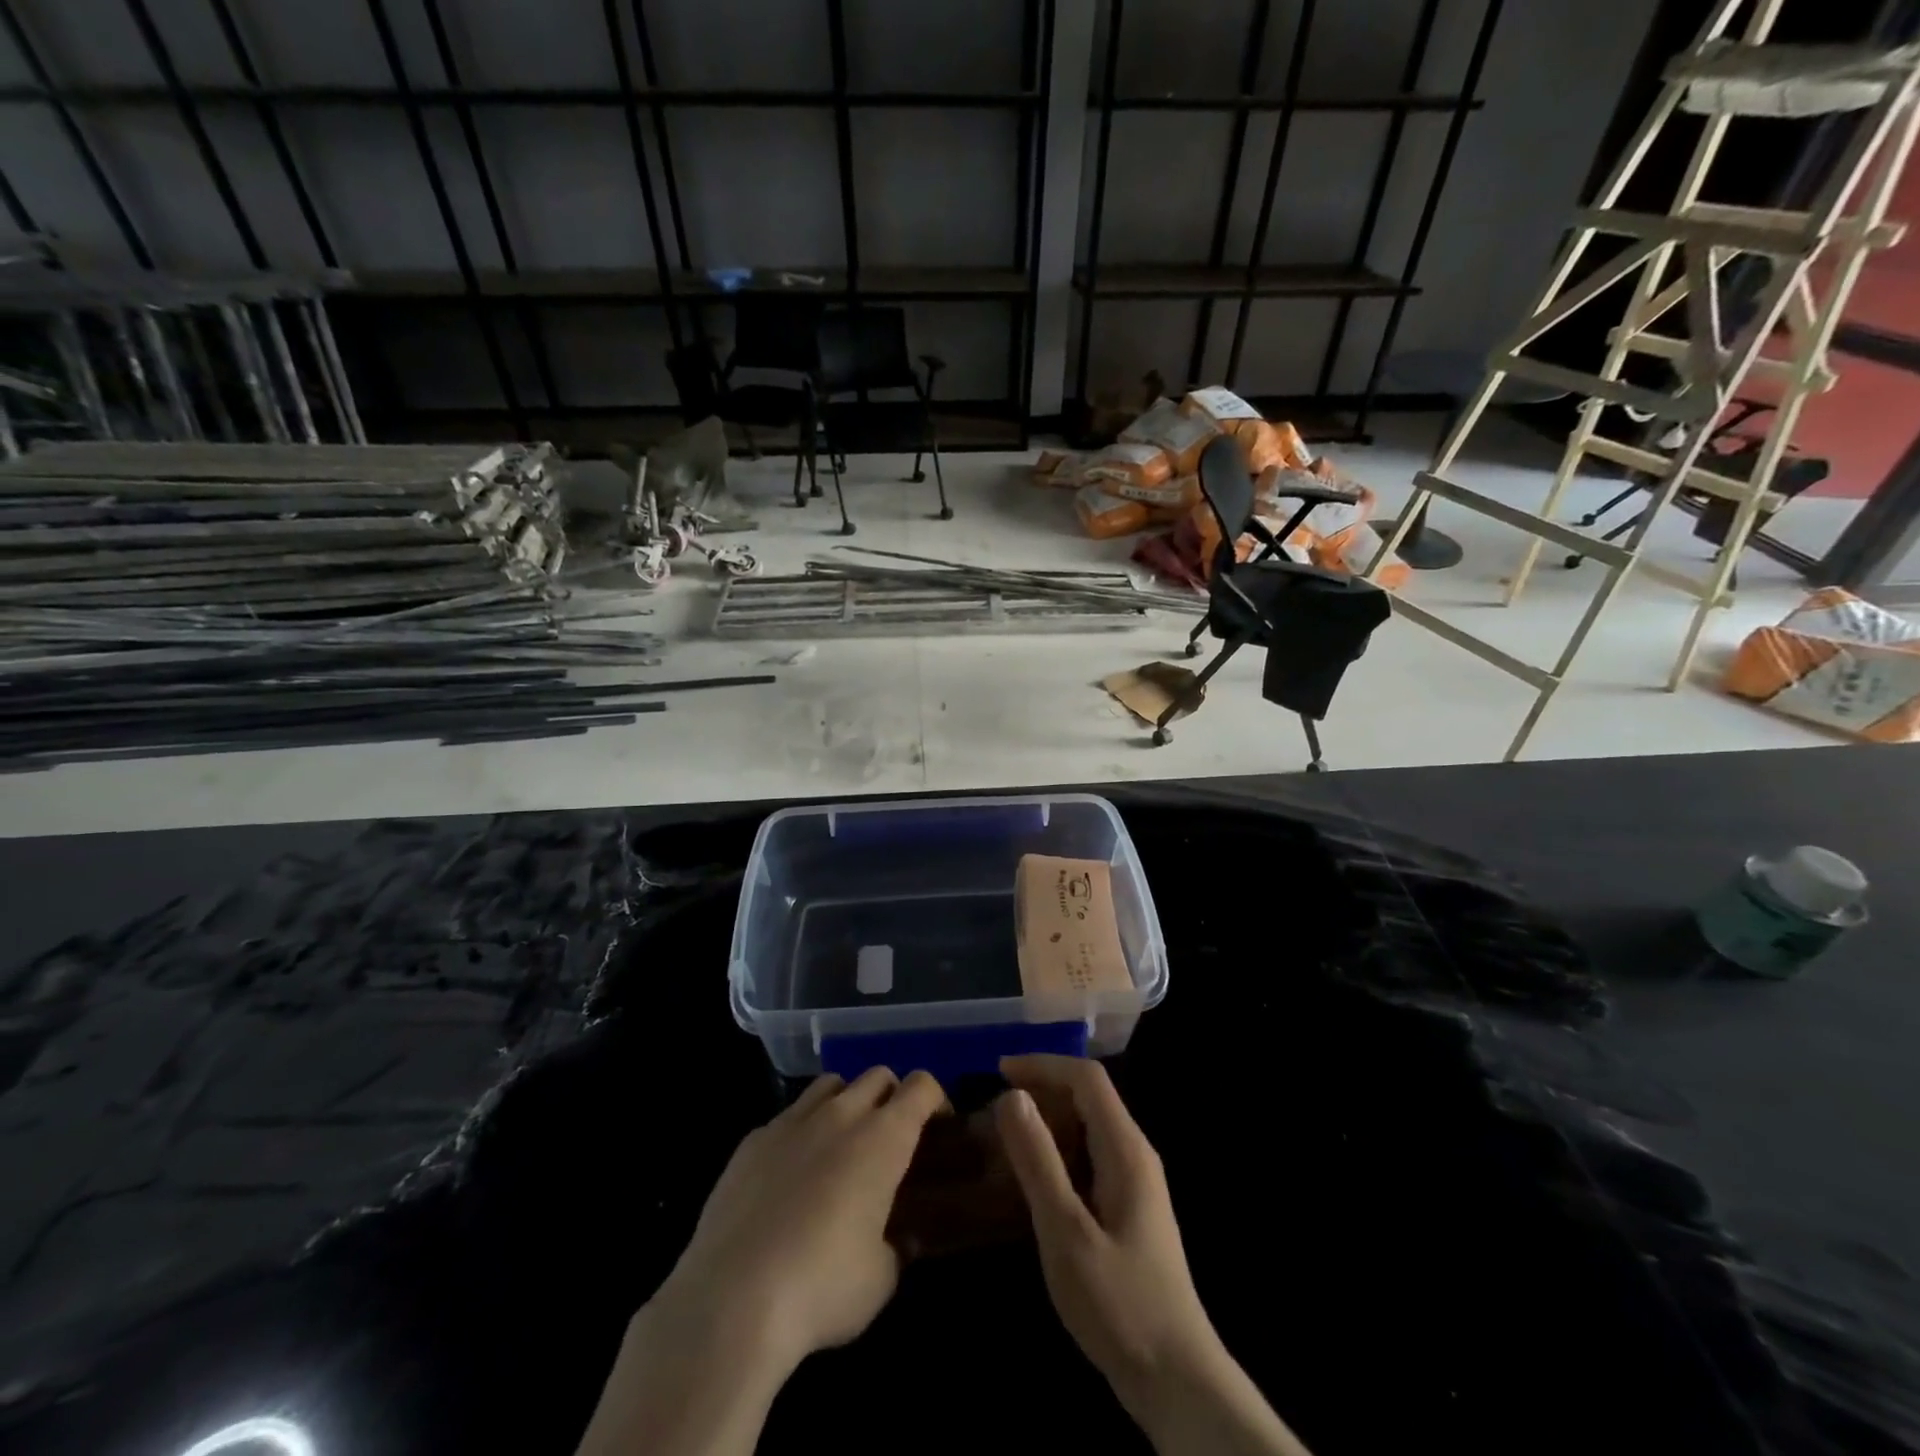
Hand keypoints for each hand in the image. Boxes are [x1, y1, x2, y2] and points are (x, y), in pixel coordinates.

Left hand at [659, 1066, 949, 1372]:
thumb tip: (898, 1239)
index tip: (938, 1128)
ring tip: (841, 1145)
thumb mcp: (880, 1280)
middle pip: (877, 1076)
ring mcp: (791, 1122)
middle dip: (892, 1097)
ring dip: (846, 1102)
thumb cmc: (822, 1288)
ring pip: (830, 1084)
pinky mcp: (752, 1140)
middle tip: (891, 1139)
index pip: (921, 1087)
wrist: (730, 1301)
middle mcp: (840, 1115)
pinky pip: (787, 1117)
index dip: (935, 1100)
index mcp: (882, 1138)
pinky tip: (790, 1175)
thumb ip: (897, 1248)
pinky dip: (800, 1132)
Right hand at [993, 1055, 1214, 1402]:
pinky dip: (1058, 1151)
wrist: (1177, 1382)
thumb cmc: (1119, 1303)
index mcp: (1126, 1149)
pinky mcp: (1128, 1210)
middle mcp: (1135, 1155)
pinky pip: (1089, 1157)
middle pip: (1089, 1097)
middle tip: (993, 1106)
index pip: (1087, 1078)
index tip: (999, 1071)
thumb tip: (1012, 1096)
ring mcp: (1134, 1183)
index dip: (1043, 1064)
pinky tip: (1031, 1176)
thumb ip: (1039, 1161)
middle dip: (1042, 1089)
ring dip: (1048, 1120)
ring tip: (1003, 1134)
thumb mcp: (1067, 1232)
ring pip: (1088, 1127)